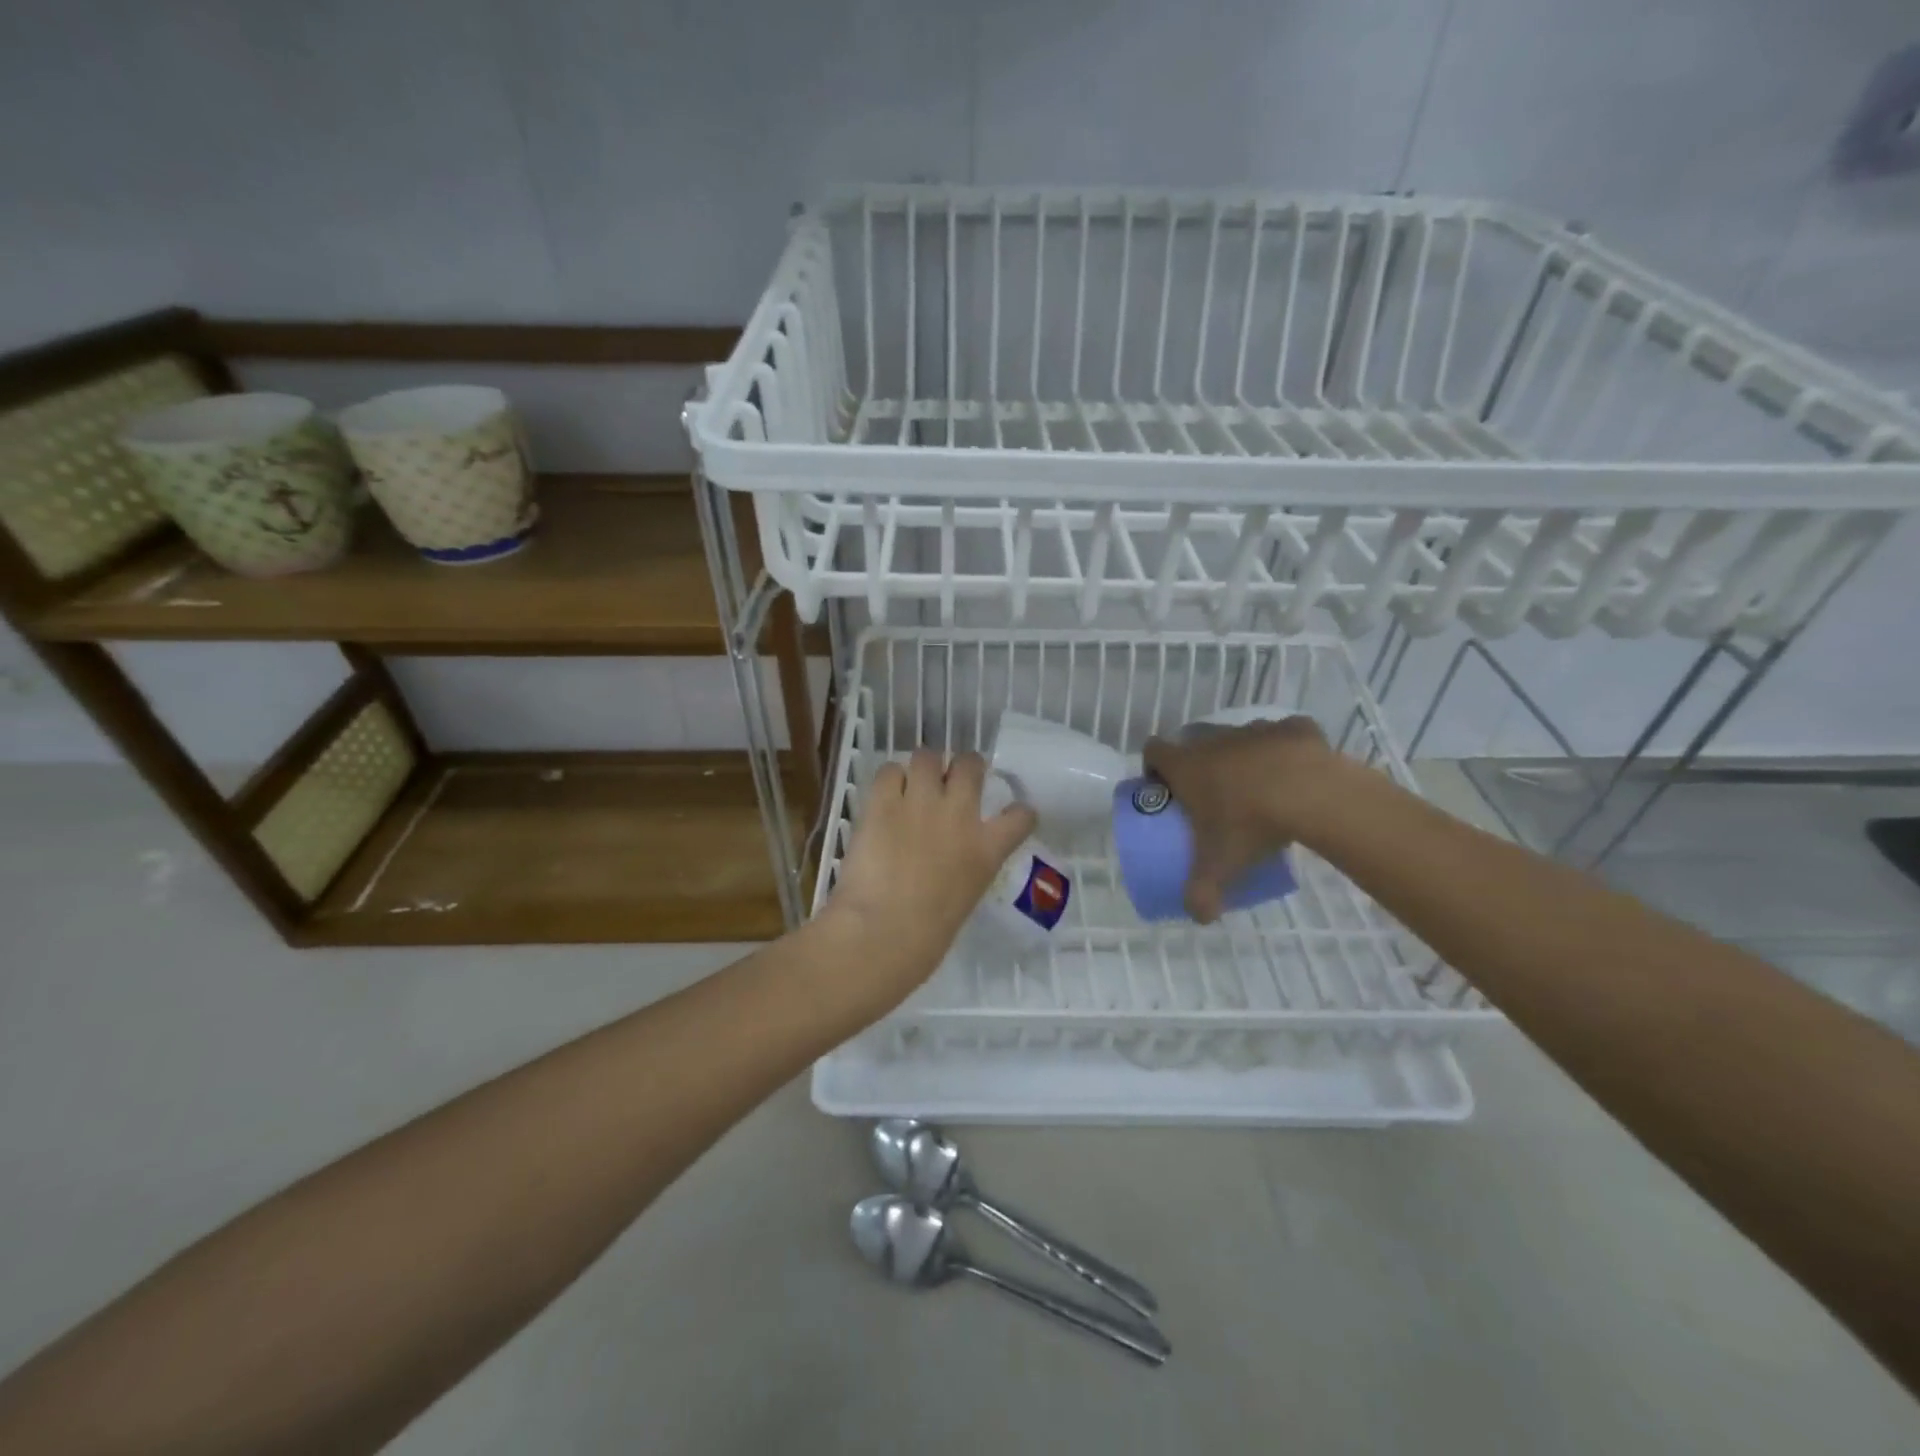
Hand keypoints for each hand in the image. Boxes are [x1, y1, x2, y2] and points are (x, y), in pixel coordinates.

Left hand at [821, 749, 1036, 1003]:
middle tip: (951, 779)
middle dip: (964, 766)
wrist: (884, 931)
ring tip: (913, 783)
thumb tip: (949, 863)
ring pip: (927, 757)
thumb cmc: (926, 936)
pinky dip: (889, 780)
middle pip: (970, 764)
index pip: (1021, 816)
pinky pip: (889, 771)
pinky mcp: (883, 803)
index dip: (1018, 810)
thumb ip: (965, 870)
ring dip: (923, 768)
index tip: (1012, 811)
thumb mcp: (965, 899)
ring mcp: (921, 803)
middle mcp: (960, 815)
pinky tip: (884, 796)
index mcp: (987, 850)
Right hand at [1142, 716, 1346, 923]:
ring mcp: (1255, 730)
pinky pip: (1283, 735)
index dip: (1153, 767)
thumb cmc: (1250, 824)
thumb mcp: (1220, 866)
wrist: (1311, 794)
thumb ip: (1201, 894)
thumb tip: (1199, 917)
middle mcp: (1215, 739)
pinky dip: (1286, 750)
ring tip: (1258, 789)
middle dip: (1198, 763)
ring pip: (1239, 738)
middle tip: (1211, 796)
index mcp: (1186, 764)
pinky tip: (1296, 773)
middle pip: (1194, 741)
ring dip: (1242, 757)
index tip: (1164, 789)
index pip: (1153, 750)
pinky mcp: (1293, 728)